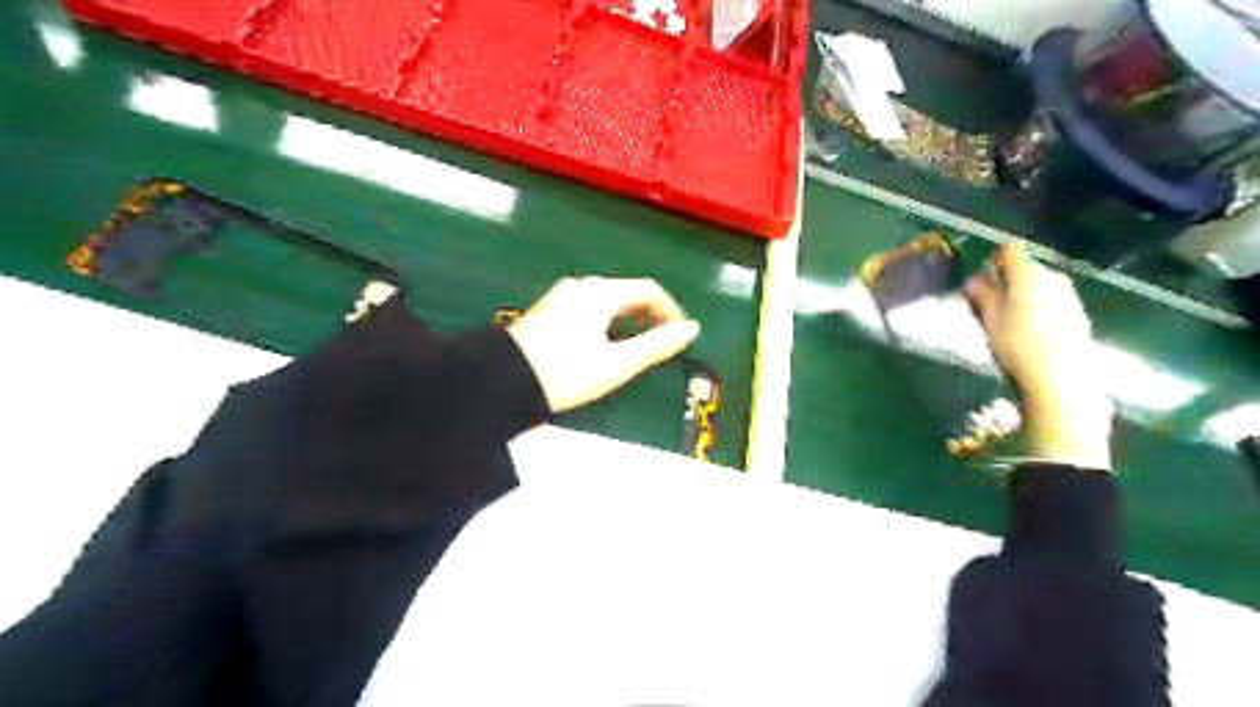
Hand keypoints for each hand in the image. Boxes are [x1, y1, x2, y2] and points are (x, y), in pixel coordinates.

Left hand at [507, 276, 698, 412]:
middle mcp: (582, 286)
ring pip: (608, 302)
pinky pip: (590, 309)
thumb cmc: (566, 372)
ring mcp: (562, 297)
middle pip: (628, 293)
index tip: (680, 337)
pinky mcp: (549, 311)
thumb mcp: (617, 363)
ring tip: (637, 348)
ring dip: (629, 321)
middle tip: (661, 344)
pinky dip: (608, 323)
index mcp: (600, 292)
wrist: (503, 381)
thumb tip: (692, 330)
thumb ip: (657, 345)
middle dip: (650, 316)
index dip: (670, 311)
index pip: (648, 290)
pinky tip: (605, 346)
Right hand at [966, 243, 1110, 469]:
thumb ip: (981, 296)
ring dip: (1021, 294)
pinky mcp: (1077, 313)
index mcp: (1028, 275)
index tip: (981, 281)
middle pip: (1025, 267)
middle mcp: (1052, 278)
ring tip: (1007, 320)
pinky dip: (1037, 306)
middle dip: (1005, 280)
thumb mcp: (990, 321)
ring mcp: (1068, 295)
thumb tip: (972, 281)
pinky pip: (1051, 299)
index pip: (1010, 250)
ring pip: (1039, 284)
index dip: (993, 260)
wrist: (1059, 379)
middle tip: (987, 304)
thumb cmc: (1016, 347)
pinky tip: (1029, 332)